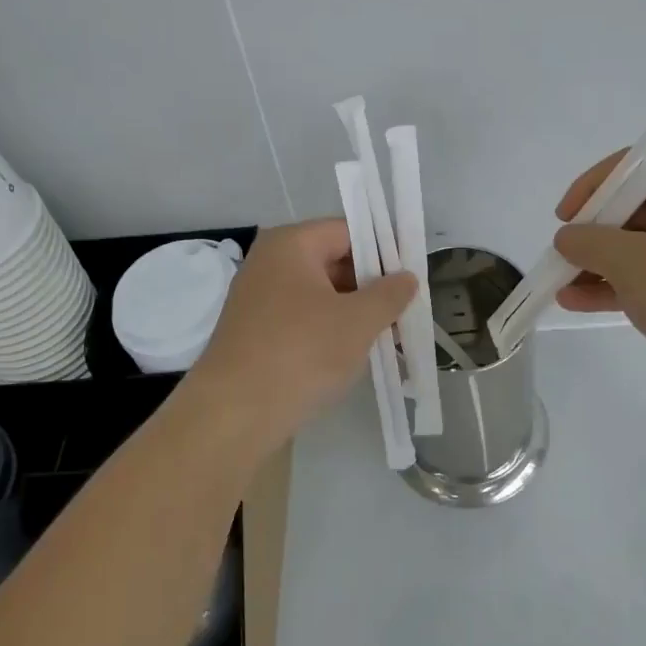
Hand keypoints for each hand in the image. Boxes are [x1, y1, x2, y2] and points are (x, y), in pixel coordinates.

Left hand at [185, 219, 415, 449]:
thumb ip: (390, 294)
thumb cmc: (301, 353)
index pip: (348, 231)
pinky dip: (329, 331)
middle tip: (404, 312)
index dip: (383, 251)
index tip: (411, 278)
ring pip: (320, 295)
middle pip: (333, 261)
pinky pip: (303, 319)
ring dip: (353, 313)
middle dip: (371, 286)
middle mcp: (269, 262)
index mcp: (290, 244)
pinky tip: (352, 355)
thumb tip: (407, 277)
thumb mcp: (358, 321)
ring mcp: (258, 299)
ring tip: (387, 338)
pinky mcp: (256, 332)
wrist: (234, 414)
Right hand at [552, 156, 645, 406]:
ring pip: (641, 247)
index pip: (634, 168)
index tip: (563, 218)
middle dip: (592, 235)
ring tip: (561, 285)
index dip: (592, 188)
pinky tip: (580, 301)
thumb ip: (590, 243)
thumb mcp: (634, 263)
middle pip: (634, 209)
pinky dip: (620, 285)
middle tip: (560, 257)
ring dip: (599, 265)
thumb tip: (567, 236)